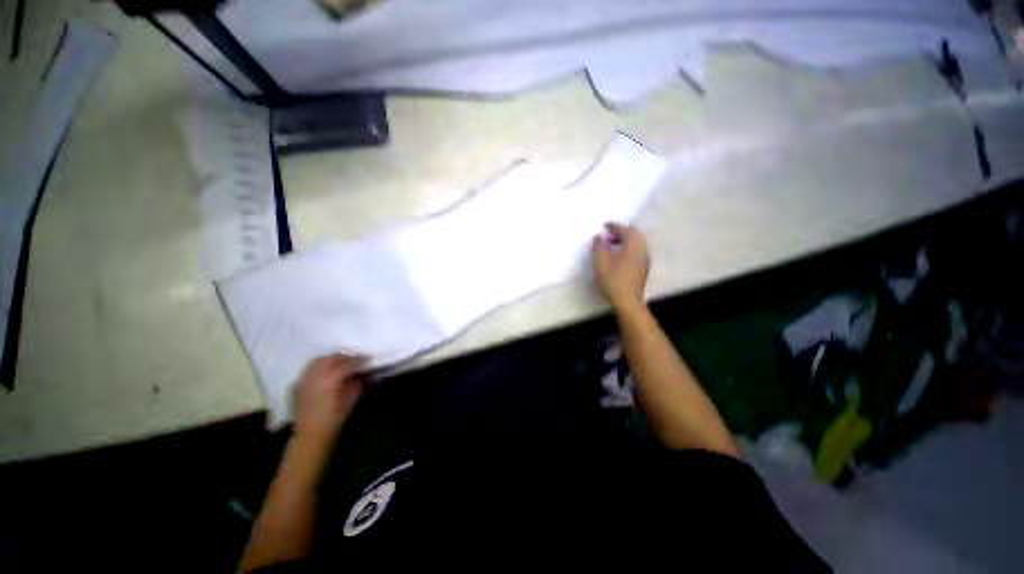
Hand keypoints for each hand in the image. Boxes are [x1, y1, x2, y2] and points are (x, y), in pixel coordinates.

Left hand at [293, 353, 367, 444]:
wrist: (311, 434)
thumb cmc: (335, 418)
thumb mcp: (352, 398)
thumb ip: (356, 382)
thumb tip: (360, 373)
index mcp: (332, 378)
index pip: (349, 363)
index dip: (360, 360)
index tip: (368, 360)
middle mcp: (316, 375)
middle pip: (332, 358)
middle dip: (344, 357)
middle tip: (354, 361)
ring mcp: (305, 378)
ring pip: (319, 361)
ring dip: (331, 360)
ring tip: (340, 365)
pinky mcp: (298, 384)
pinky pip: (310, 369)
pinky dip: (320, 367)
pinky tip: (326, 374)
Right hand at [592, 222, 649, 312]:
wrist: (628, 302)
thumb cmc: (613, 281)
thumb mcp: (601, 263)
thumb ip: (599, 247)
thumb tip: (599, 237)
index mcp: (634, 247)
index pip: (626, 230)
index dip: (614, 226)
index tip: (604, 225)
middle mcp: (642, 250)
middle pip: (635, 234)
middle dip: (621, 231)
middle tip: (608, 233)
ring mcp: (645, 260)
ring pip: (637, 243)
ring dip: (625, 240)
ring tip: (611, 244)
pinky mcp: (643, 268)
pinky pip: (637, 250)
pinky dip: (628, 247)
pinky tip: (618, 255)